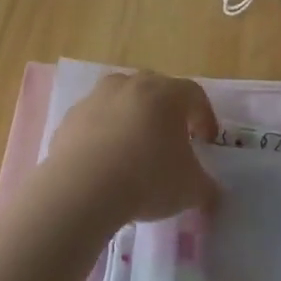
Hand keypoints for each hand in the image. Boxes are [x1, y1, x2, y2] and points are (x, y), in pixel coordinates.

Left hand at [43, 71, 221, 222]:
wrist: (82, 189)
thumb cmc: (147, 180)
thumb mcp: (190, 190)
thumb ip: (206, 188)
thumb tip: (210, 194)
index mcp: (166, 94)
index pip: (194, 95)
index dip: (204, 116)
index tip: (206, 140)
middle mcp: (131, 85)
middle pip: (156, 89)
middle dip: (167, 112)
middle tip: (172, 139)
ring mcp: (96, 98)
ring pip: (122, 100)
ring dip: (131, 118)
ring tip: (134, 148)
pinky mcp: (70, 118)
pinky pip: (95, 120)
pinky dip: (103, 133)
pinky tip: (105, 161)